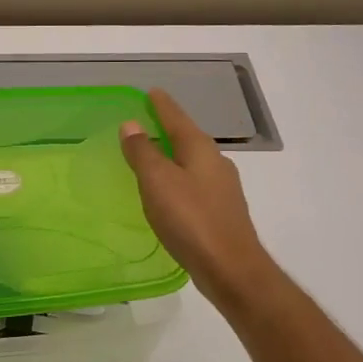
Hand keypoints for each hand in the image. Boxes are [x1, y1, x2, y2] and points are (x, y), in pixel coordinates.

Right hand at [120, 88, 276, 304]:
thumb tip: (132, 124)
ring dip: (173, 155)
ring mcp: (222, 189)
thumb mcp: (158, 182)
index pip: (177, 118)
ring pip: (193, 162)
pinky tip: (169, 192)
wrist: (231, 269)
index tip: (151, 92)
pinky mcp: (221, 212)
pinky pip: (195, 184)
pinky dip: (178, 179)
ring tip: (153, 156)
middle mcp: (216, 163)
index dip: (162, 105)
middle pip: (188, 138)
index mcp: (201, 150)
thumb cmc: (191, 220)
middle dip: (168, 129)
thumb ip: (143, 152)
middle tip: (146, 122)